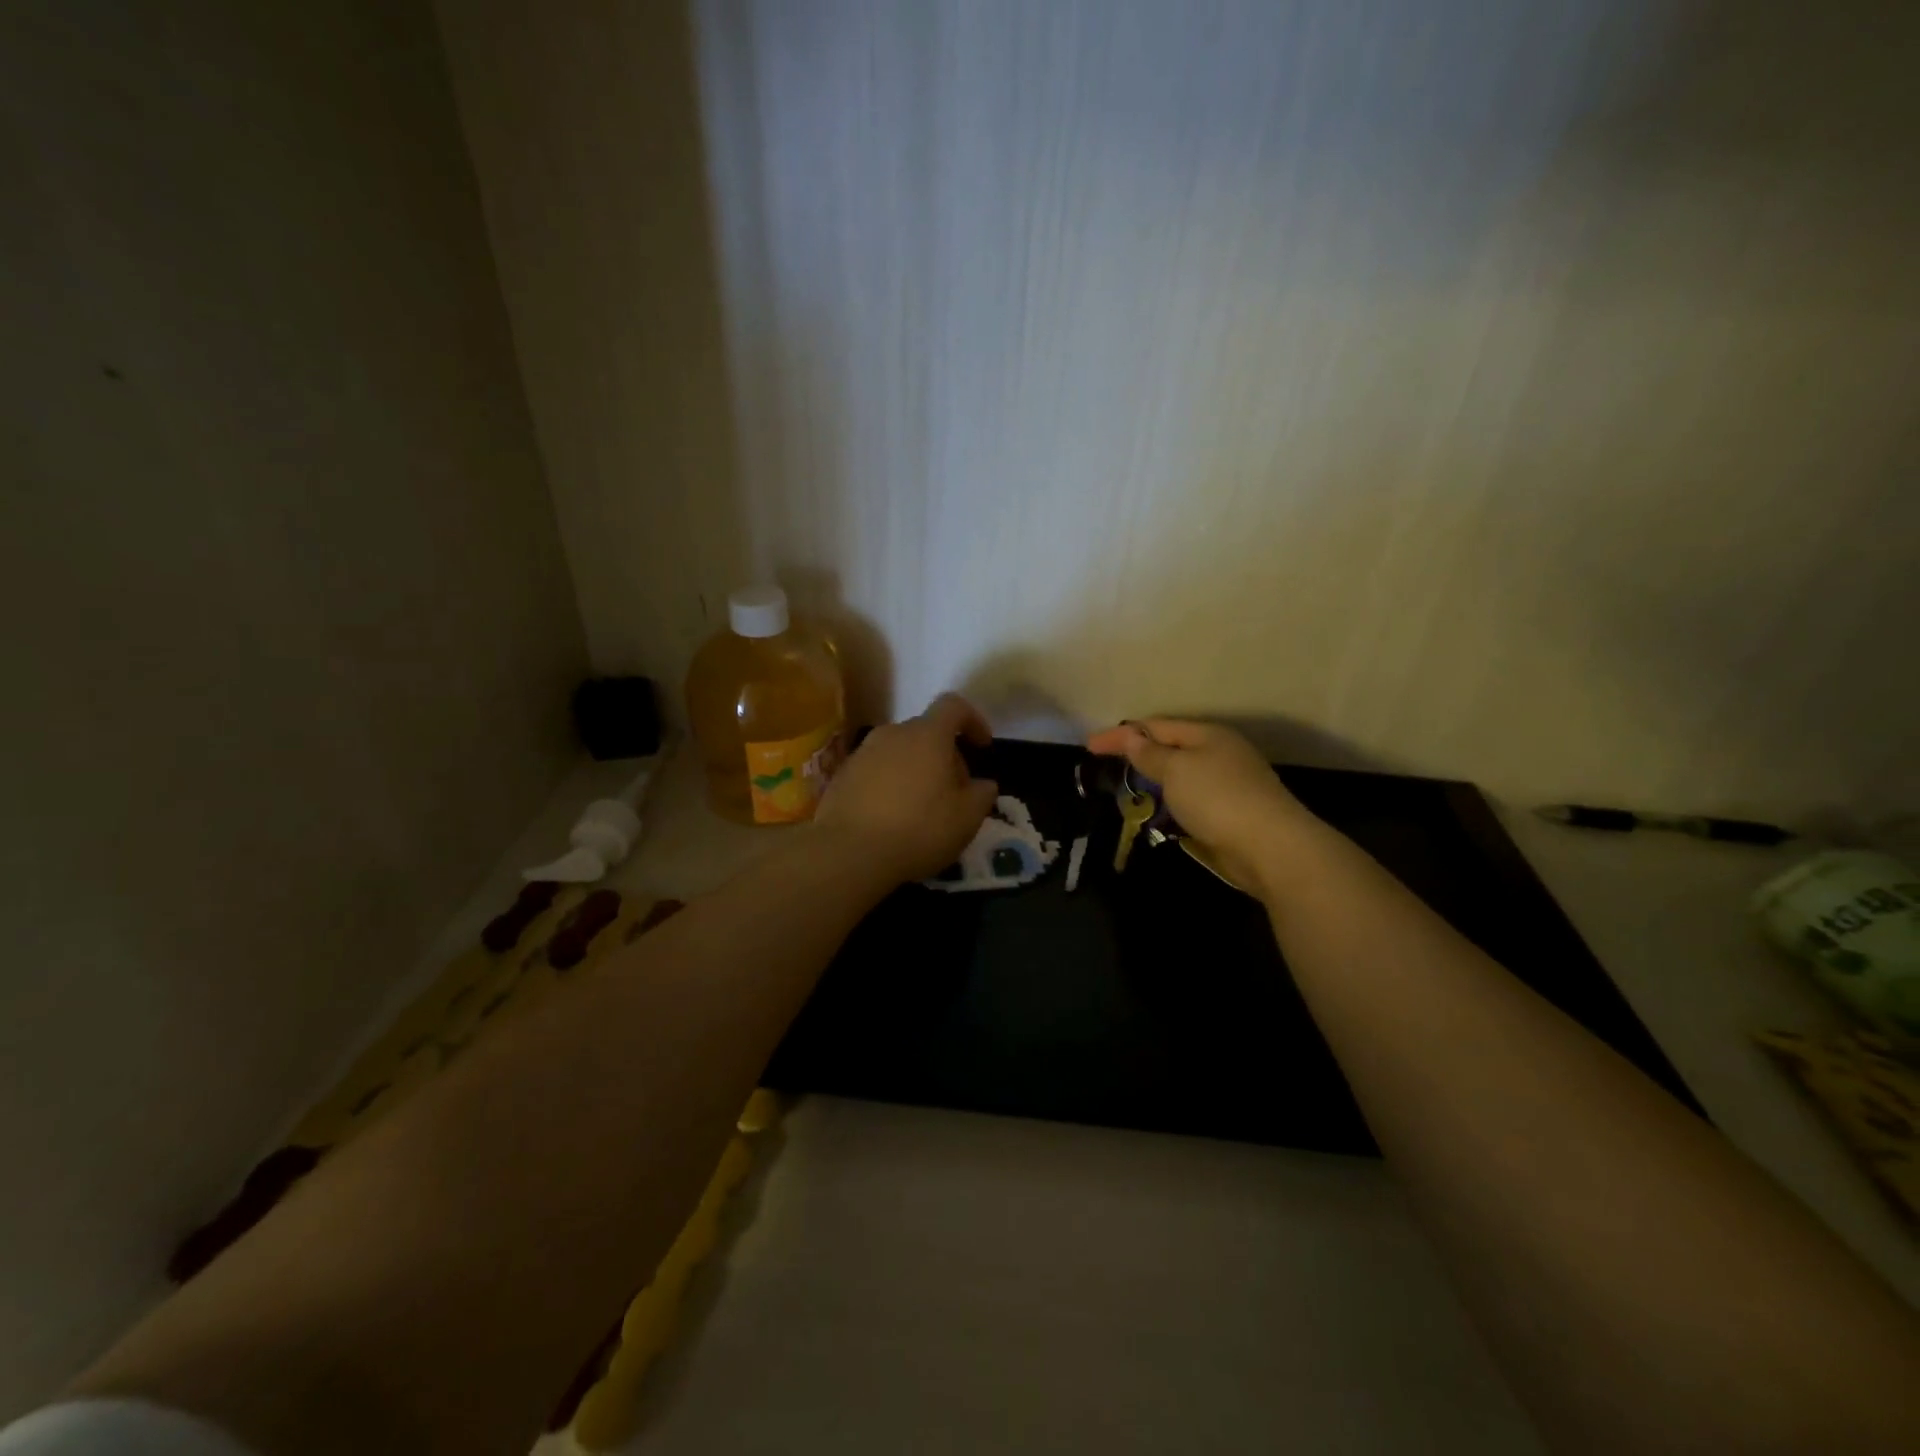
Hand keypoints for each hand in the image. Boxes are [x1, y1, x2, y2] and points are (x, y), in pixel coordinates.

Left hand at [816, 693, 999, 883]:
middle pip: (926, 732)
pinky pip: (876, 771)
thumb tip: (983, 784)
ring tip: (922, 808)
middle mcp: (892, 734)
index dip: (973, 720)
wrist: (848, 853)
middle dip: (945, 756)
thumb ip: (982, 794)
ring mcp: (862, 753)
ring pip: (899, 752)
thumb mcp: (966, 818)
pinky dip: (890, 785)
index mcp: (927, 735)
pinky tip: (892, 818)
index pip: (953, 706)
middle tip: (954, 792)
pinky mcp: (841, 776)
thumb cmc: (918, 829)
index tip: (982, 746)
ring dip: (916, 770)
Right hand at [1084, 719, 1320, 893]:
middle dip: (1138, 754)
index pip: (1155, 727)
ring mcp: (1228, 783)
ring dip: (1153, 780)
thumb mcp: (1176, 770)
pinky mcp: (1230, 813)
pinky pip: (1189, 799)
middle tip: (1106, 764)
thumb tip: (1132, 736)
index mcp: (1207, 735)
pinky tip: (1157, 812)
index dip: (1120, 735)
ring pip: (1180, 776)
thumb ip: (1150, 754)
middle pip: (1170, 748)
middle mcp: (1219, 753)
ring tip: (1126, 789)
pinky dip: (1169, 802)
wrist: (1271, 847)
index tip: (1088, 745)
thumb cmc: (1218, 798)